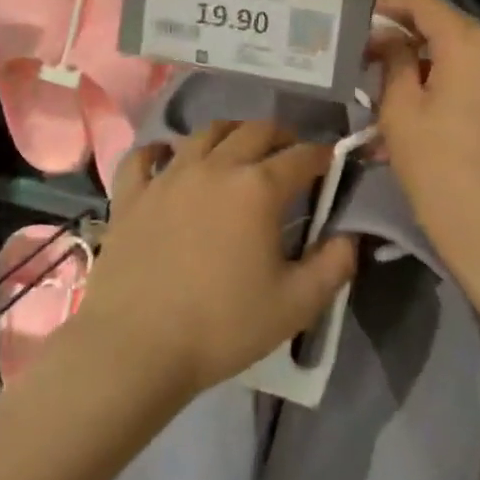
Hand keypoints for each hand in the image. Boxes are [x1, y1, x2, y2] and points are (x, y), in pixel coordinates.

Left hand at [83, 121, 357, 396]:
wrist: (135, 348)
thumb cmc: (223, 327)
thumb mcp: (296, 305)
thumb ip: (333, 266)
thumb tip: (349, 237)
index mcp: (258, 188)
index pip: (302, 156)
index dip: (323, 156)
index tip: (332, 165)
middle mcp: (215, 167)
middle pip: (256, 130)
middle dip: (282, 136)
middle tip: (290, 155)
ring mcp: (168, 177)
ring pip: (205, 133)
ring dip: (231, 134)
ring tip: (239, 151)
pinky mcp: (131, 195)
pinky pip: (144, 156)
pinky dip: (162, 151)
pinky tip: (169, 159)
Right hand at [371, 0, 479, 284]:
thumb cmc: (439, 166)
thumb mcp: (401, 110)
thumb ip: (393, 61)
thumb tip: (387, 38)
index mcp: (472, 43)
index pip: (425, 3)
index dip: (389, 4)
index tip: (356, 16)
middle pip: (444, 28)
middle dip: (402, 38)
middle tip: (362, 57)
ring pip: (455, 57)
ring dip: (417, 68)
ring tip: (377, 92)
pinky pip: (470, 80)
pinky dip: (438, 87)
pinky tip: (406, 115)